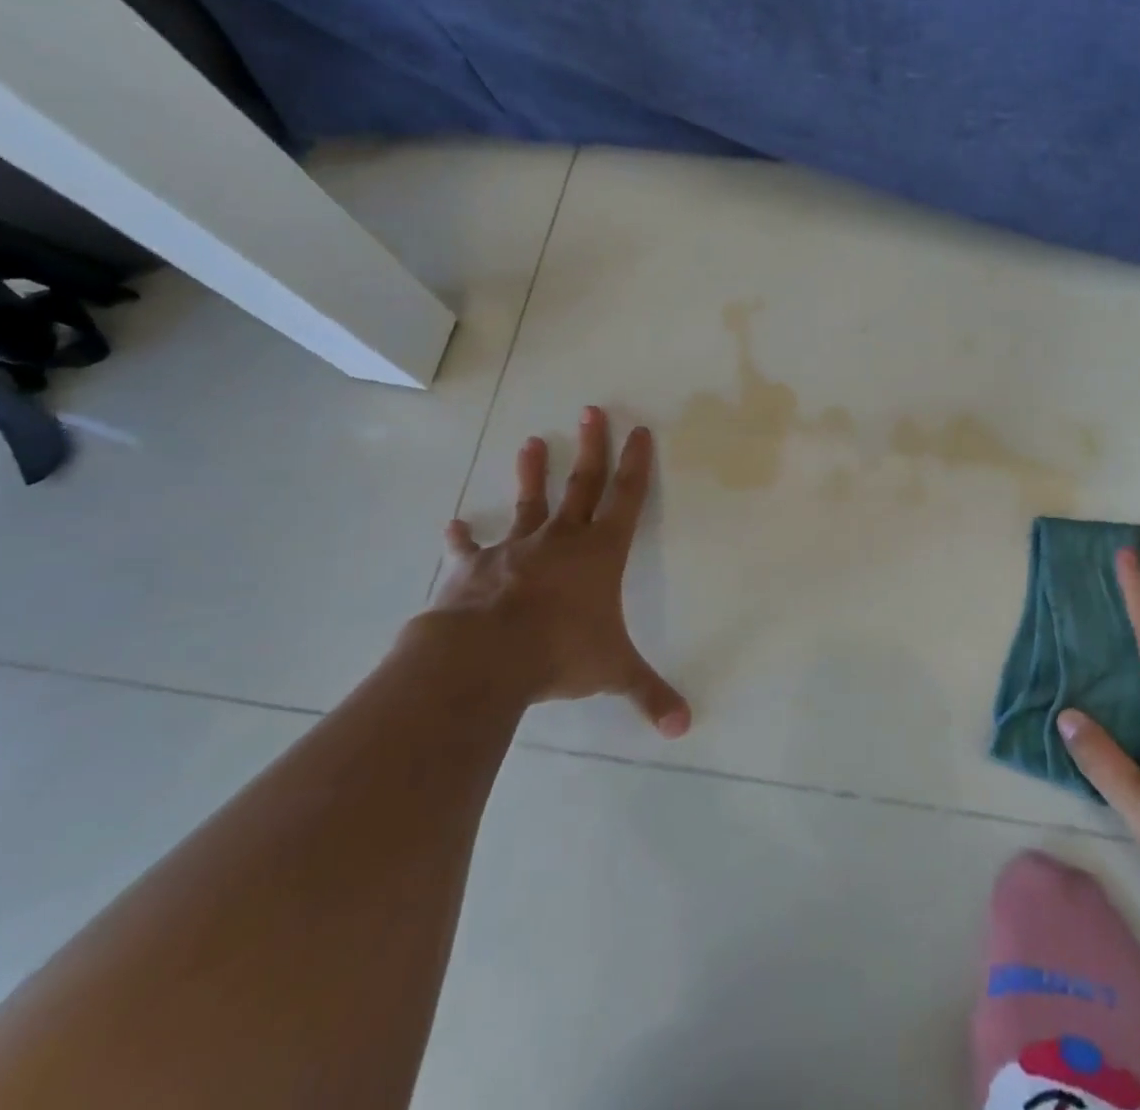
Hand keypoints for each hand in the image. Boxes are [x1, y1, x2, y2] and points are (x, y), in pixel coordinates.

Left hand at [403, 407, 690, 735]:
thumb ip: (649, 694)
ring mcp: (514, 549)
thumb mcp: (613, 673)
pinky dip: (462, 536)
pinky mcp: (474, 567)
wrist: (484, 657)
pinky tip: (454, 523)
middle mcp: (561, 540)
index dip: (636, 464)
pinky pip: (468, 547)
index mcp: (599, 553)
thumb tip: (685, 728)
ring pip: (529, 502)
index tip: (639, 430)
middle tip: (592, 410)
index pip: (626, 498)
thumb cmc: (559, 654)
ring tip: (531, 441)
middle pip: (582, 484)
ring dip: (532, 472)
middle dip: (591, 447)